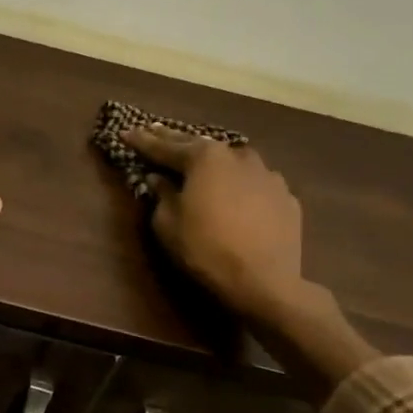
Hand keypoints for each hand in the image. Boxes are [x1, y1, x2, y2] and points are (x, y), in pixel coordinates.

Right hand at [123, 126, 306, 319]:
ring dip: (213, 160)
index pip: (165, 147)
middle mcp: (238, 157)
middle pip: (200, 146)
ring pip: (233, 160)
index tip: (126, 132)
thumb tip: (159, 179)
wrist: (264, 281)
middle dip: (174, 140)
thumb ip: (161, 195)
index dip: (143, 141)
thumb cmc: (205, 248)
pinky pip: (255, 183)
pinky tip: (236, 192)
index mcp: (205, 159)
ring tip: (200, 159)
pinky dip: (240, 183)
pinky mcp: (286, 197)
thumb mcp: (167, 223)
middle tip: (154, 131)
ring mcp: (268, 175)